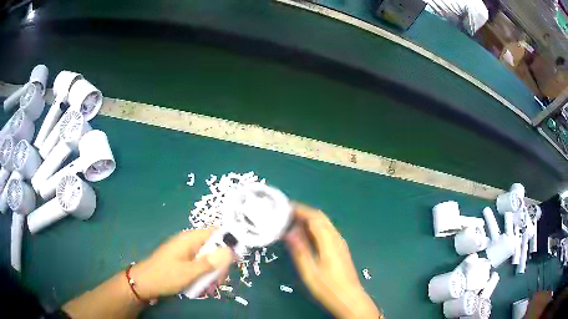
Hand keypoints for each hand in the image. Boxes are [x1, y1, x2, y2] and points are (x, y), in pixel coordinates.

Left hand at [130, 228, 232, 299]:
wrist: (144, 284)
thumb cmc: (166, 276)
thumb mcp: (189, 272)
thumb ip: (210, 262)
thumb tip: (230, 250)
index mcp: (190, 239)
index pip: (215, 233)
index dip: (228, 243)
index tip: (235, 260)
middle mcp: (189, 243)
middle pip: (214, 249)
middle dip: (219, 266)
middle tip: (218, 282)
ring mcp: (186, 253)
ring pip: (208, 260)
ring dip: (211, 274)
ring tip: (208, 288)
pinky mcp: (183, 262)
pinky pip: (199, 266)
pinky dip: (203, 276)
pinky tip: (201, 288)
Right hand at [285, 204, 381, 317]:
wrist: (349, 298)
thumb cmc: (328, 286)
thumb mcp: (309, 271)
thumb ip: (300, 250)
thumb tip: (289, 232)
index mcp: (329, 241)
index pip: (314, 217)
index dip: (300, 209)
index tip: (284, 207)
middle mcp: (336, 238)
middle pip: (320, 218)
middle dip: (304, 212)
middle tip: (286, 214)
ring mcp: (340, 243)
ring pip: (324, 224)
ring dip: (309, 220)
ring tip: (291, 223)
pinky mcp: (340, 249)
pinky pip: (326, 231)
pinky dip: (314, 228)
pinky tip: (305, 236)